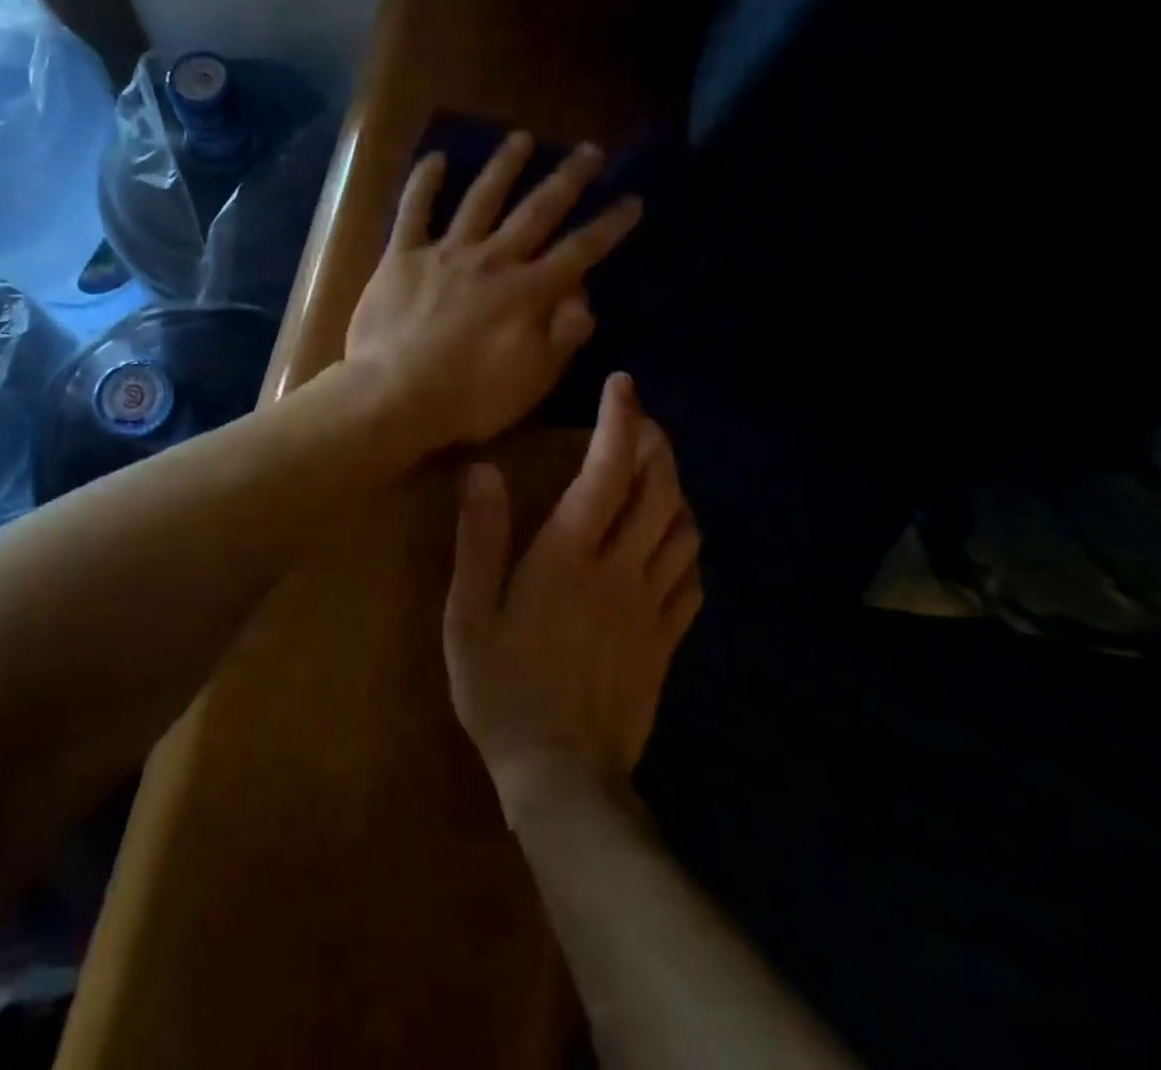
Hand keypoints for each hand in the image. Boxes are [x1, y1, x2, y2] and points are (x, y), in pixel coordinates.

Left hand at [345, 132, 641, 451]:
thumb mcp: (533, 379)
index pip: (580, 250)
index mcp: (528, 292)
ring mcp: (445, 253)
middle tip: (590, 151)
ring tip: (522, 138)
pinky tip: (436, 157)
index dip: (609, 225)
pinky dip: (424, 183)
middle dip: (568, 179)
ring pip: (481, 197)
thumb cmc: (467, 398)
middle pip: (537, 210)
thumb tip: (583, 295)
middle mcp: (492, 260)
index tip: (632, 199)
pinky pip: (413, 210)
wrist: (393, 396)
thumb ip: (563, 334)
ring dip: (504, 166)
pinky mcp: (402, 256)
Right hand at [443, 373, 701, 819]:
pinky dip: (688, 543)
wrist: (561, 775)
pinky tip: (675, 538)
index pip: (605, 473)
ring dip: (675, 487)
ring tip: (659, 468)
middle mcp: (619, 569)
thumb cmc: (501, 687)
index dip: (619, 423)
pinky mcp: (667, 639)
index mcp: (568, 556)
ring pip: (682, 529)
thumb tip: (482, 470)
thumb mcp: (469, 611)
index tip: (623, 386)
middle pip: (656, 491)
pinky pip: (692, 577)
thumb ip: (478, 537)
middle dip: (655, 444)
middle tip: (642, 420)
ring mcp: (651, 605)